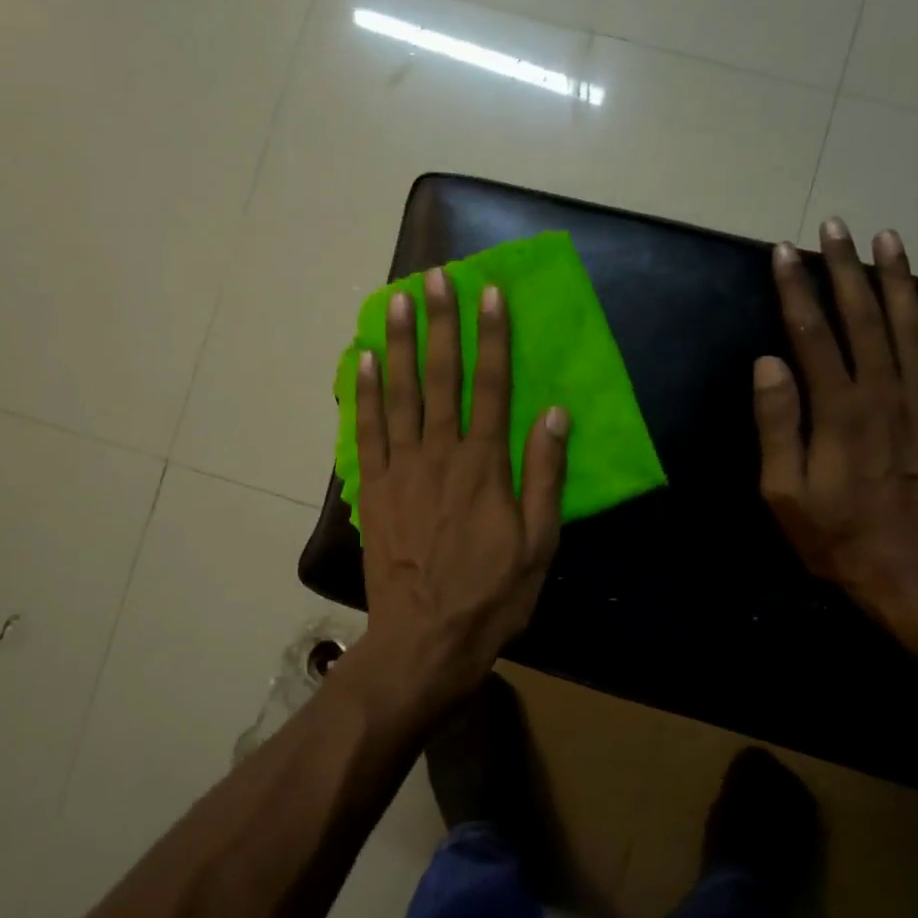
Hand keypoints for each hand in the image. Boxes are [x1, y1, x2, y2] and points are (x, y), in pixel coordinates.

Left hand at [350, 268, 569, 707]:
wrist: (425, 641)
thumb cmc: (490, 596)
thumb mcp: (538, 545)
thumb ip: (544, 476)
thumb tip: (554, 414)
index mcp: (485, 464)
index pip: (492, 384)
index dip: (492, 336)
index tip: (490, 292)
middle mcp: (440, 453)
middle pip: (441, 376)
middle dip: (441, 322)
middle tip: (435, 277)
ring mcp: (401, 467)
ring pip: (400, 393)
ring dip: (400, 343)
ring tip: (397, 300)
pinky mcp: (373, 487)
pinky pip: (366, 429)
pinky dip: (364, 392)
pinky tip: (364, 359)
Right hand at [754, 219, 917, 603]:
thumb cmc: (840, 540)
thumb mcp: (784, 493)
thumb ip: (777, 425)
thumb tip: (767, 364)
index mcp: (839, 410)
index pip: (812, 334)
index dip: (796, 290)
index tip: (783, 253)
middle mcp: (887, 394)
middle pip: (865, 317)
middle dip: (845, 269)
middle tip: (835, 227)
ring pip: (915, 326)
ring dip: (899, 279)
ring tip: (887, 240)